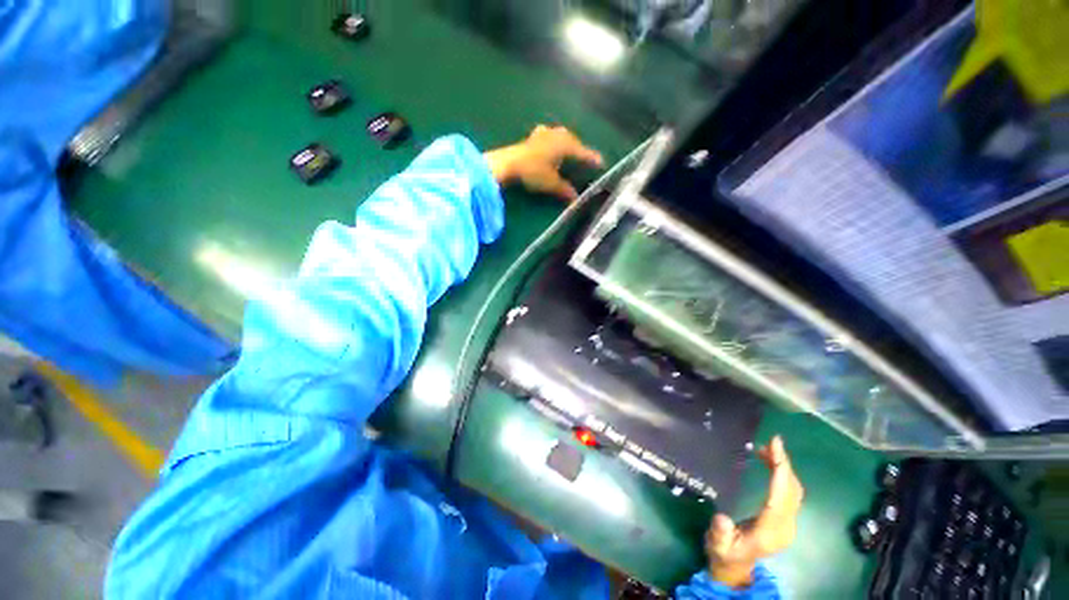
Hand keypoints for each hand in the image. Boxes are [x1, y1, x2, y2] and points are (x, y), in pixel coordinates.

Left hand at [484, 125, 603, 200]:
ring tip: (571, 153)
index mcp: (566, 145)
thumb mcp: (552, 184)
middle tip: (587, 160)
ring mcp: (546, 133)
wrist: (508, 163)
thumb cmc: (534, 171)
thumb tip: (576, 198)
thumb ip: (565, 190)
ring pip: (563, 138)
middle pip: (574, 142)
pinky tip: (552, 145)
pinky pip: (551, 138)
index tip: (602, 163)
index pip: (584, 153)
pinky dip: (555, 143)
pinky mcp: (534, 136)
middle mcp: (558, 135)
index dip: (593, 159)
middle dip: (581, 151)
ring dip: (568, 145)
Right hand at [705, 436, 804, 587]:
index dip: (780, 471)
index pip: (781, 497)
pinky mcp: (784, 519)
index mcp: (770, 531)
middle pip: (792, 491)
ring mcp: (788, 523)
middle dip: (784, 464)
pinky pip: (790, 493)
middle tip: (770, 441)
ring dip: (784, 468)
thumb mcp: (717, 546)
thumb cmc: (724, 553)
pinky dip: (783, 475)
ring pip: (794, 491)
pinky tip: (770, 464)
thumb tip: (723, 519)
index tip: (776, 447)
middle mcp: (785, 526)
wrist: (736, 569)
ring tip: (767, 448)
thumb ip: (720, 534)